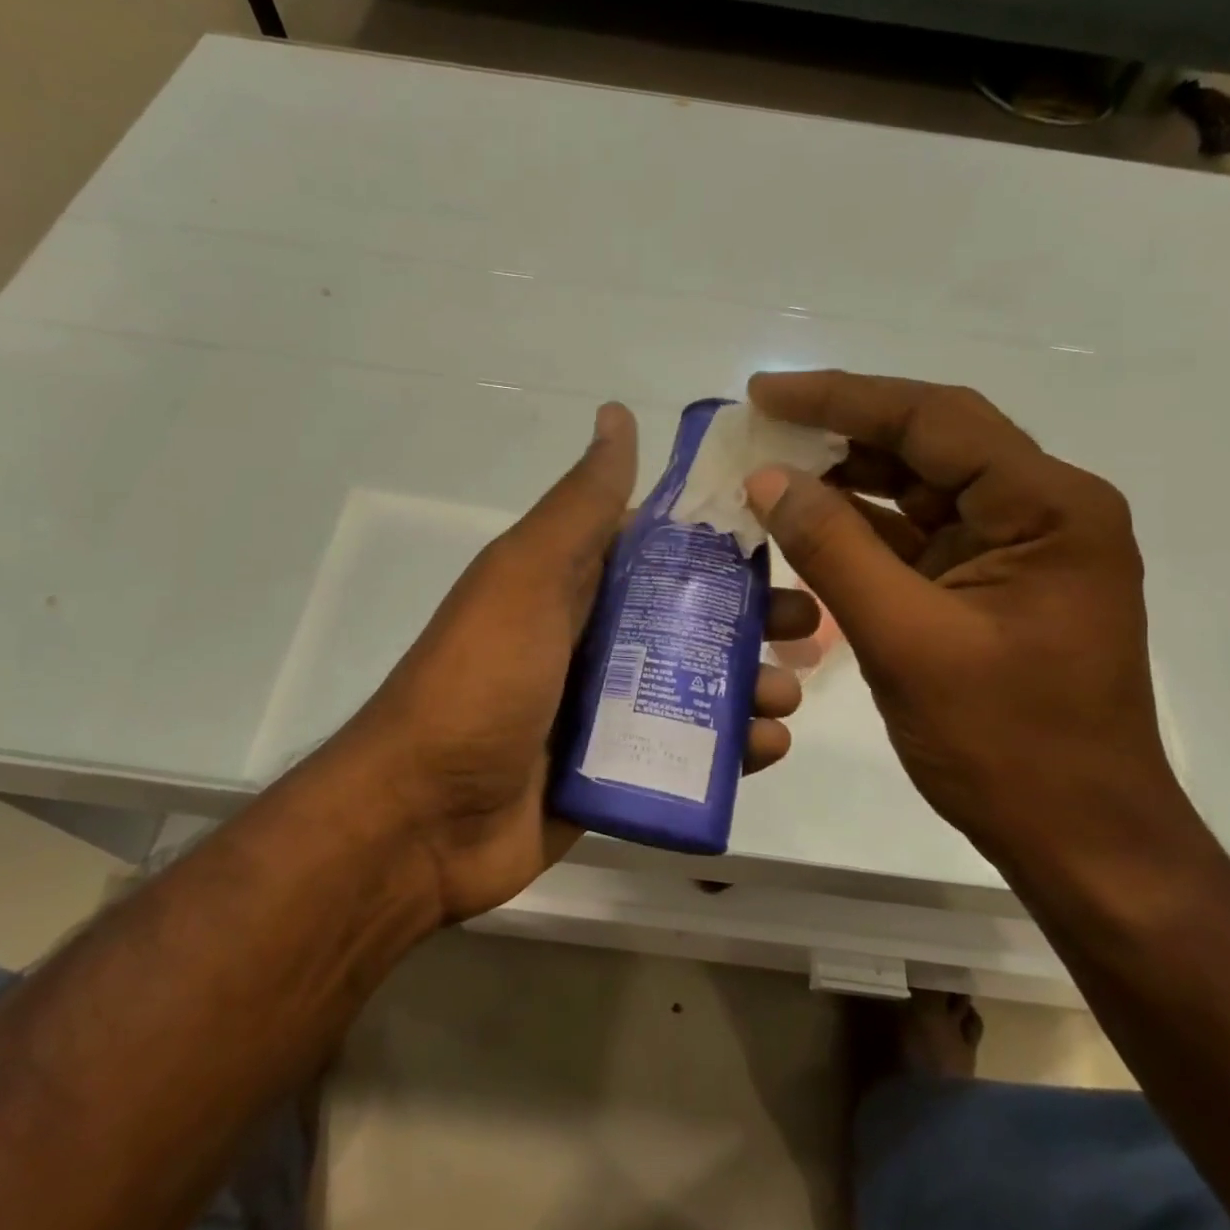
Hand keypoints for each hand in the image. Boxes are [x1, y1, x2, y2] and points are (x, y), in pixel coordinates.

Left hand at [352, 403, 819, 923]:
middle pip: (688, 619)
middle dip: (750, 620)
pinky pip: (682, 751)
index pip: (660, 549)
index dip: (719, 542)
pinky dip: (728, 750)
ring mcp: (601, 710)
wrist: (424, 817)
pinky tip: (765, 750)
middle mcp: (589, 639)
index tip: (785, 539)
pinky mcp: (612, 771)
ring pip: (694, 687)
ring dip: (749, 686)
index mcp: (571, 585)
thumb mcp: (527, 576)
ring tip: (787, 696)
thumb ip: (580, 504)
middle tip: (806, 629)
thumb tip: (616, 413)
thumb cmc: (482, 680)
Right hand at [743, 370, 1199, 870]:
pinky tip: (807, 522)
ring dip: (847, 477)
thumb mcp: (905, 641)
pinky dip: (861, 527)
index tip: (766, 392)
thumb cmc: (1004, 743)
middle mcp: (1041, 511)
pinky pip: (917, 536)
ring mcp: (1016, 549)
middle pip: (930, 443)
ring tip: (772, 467)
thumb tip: (768, 479)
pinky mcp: (990, 584)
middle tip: (761, 424)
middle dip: (842, 430)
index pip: (934, 419)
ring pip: (920, 487)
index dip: (842, 397)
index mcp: (1047, 508)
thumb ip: (833, 550)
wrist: (1079, 839)